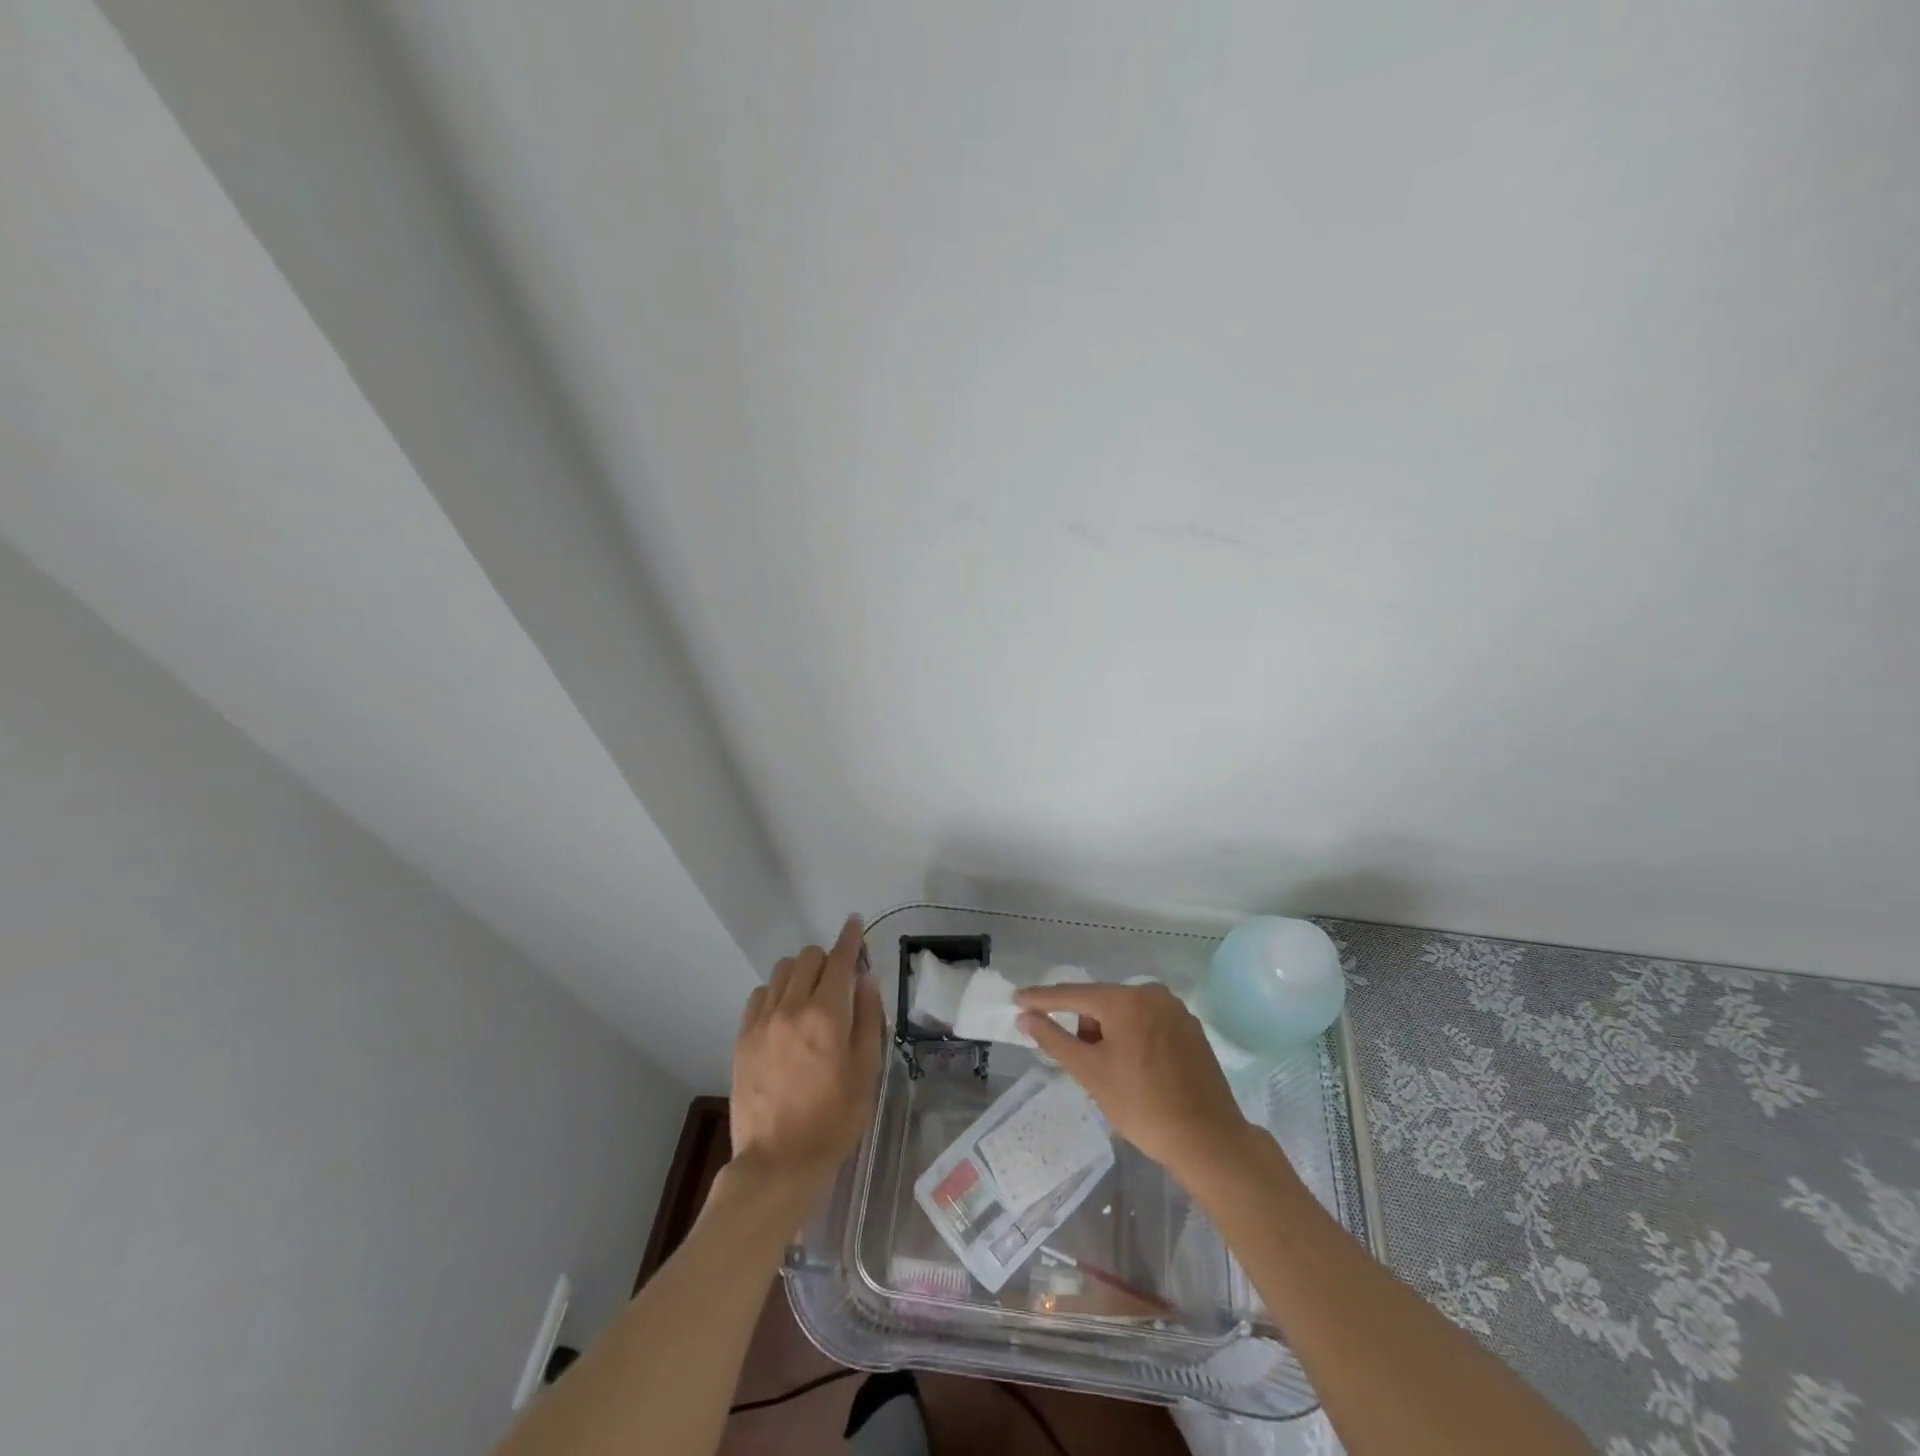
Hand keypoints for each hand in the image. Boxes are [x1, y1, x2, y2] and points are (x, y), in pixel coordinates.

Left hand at [729, 916, 885, 1190]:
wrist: (778, 1162)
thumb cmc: (834, 1120)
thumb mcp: (867, 1070)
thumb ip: (868, 1018)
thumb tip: (866, 979)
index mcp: (826, 1014)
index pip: (840, 958)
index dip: (850, 937)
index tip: (855, 922)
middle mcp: (791, 1007)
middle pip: (808, 957)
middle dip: (828, 958)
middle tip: (840, 979)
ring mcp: (762, 1022)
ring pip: (781, 971)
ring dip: (801, 972)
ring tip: (811, 996)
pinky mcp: (743, 1038)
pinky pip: (759, 995)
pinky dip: (776, 992)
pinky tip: (785, 1014)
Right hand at [1015, 982, 1254, 1184]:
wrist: (1208, 1140)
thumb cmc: (1142, 1106)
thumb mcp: (1090, 1073)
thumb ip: (1054, 1039)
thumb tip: (1025, 1017)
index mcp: (1125, 1000)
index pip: (1073, 994)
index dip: (1042, 999)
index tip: (1017, 998)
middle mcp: (1151, 993)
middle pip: (1101, 1002)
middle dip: (1083, 1025)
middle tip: (1080, 1062)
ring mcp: (1175, 1009)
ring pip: (1125, 1012)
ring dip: (1108, 1032)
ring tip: (1110, 1071)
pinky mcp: (1190, 1027)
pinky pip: (1147, 1022)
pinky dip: (1132, 1036)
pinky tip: (1134, 1068)